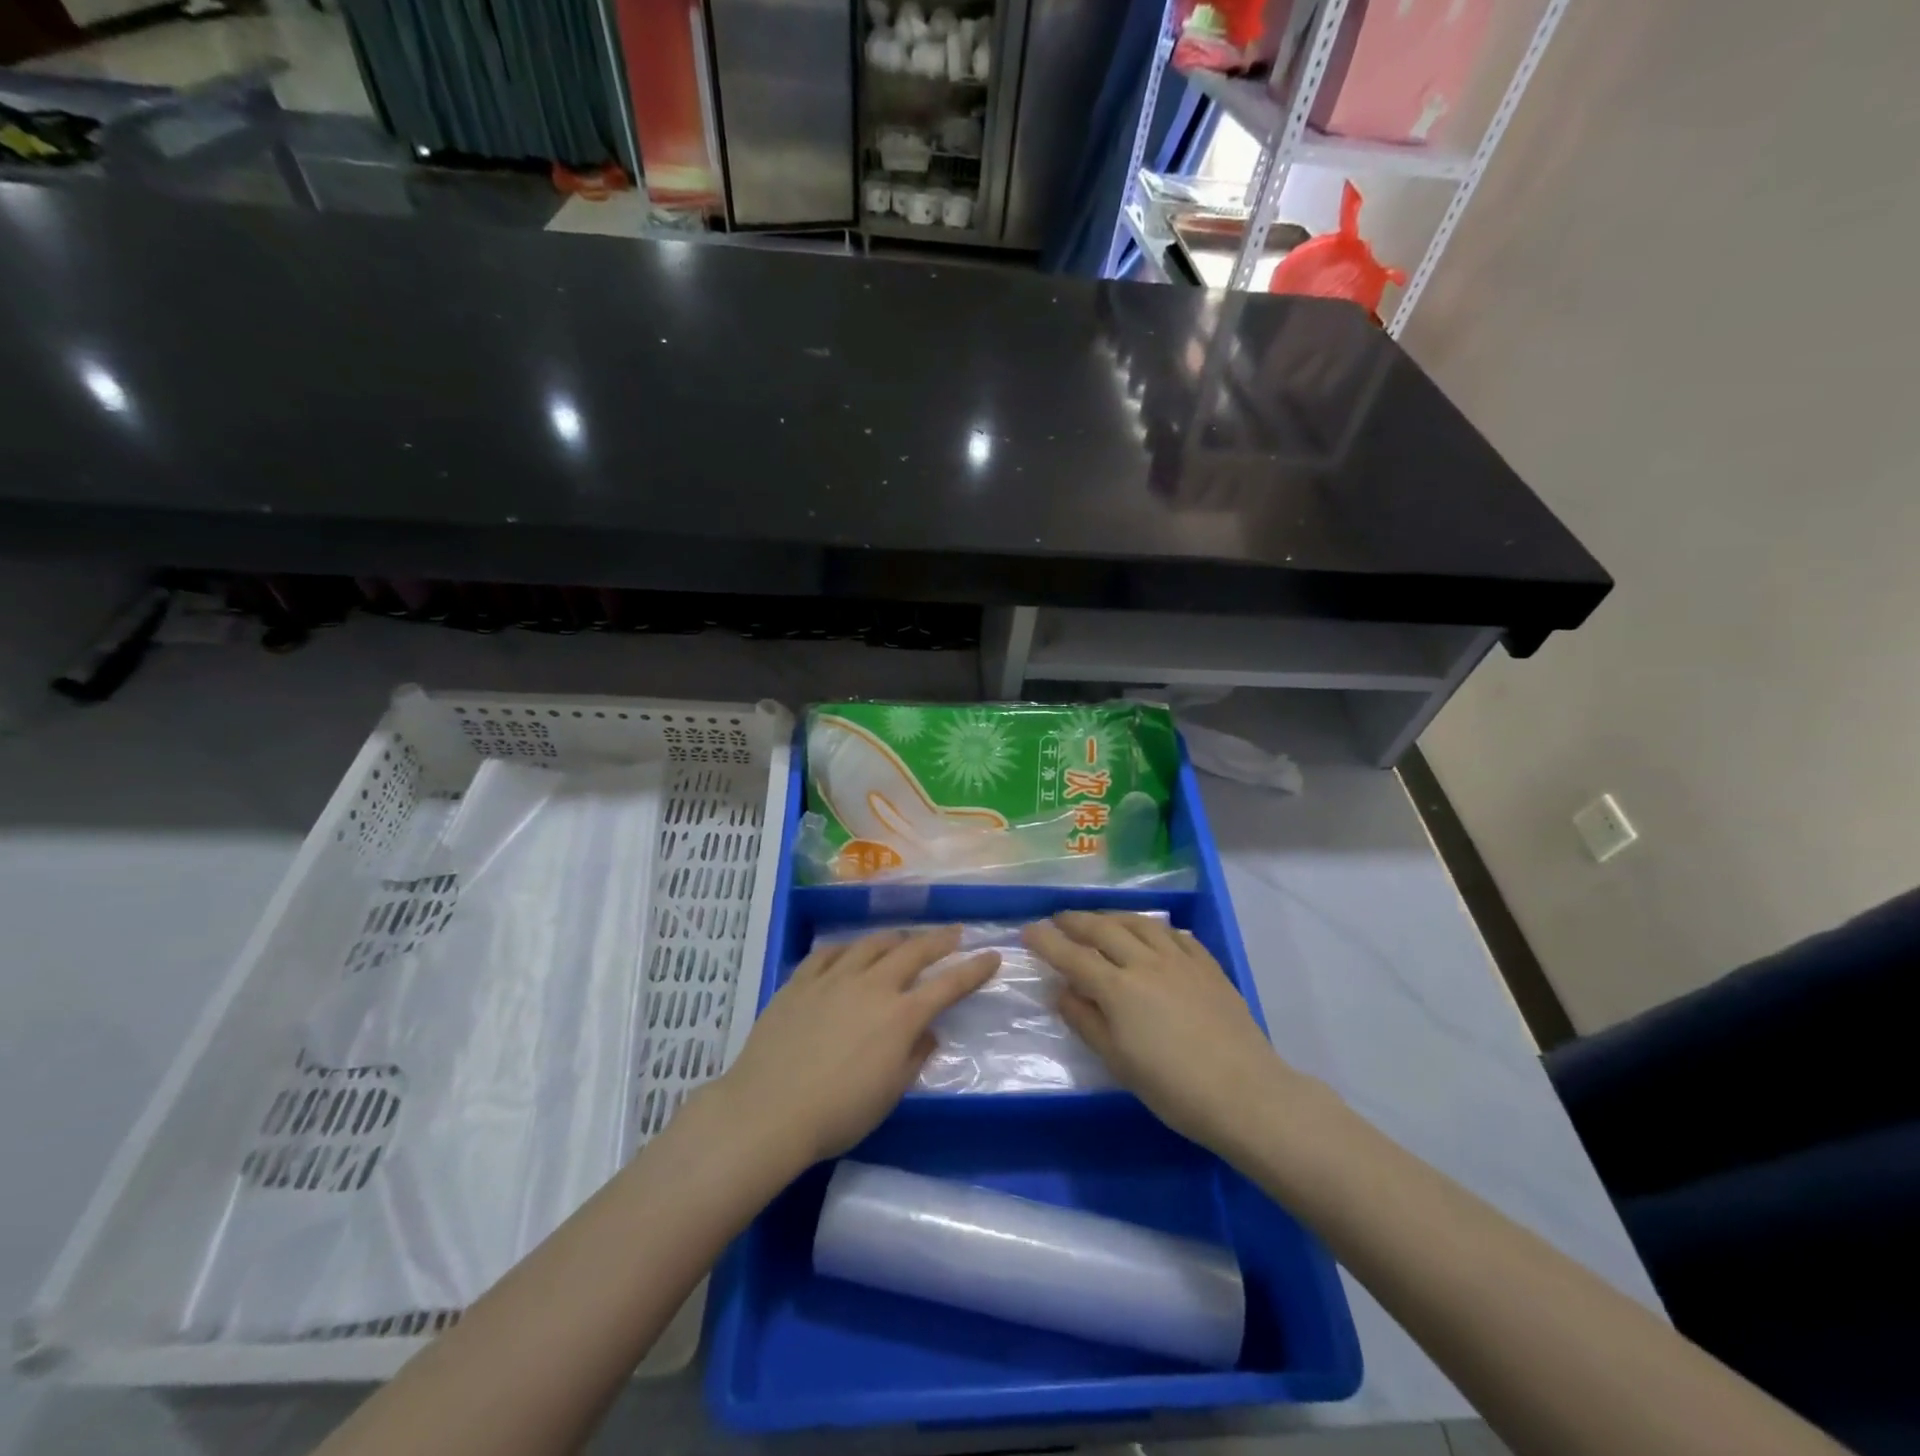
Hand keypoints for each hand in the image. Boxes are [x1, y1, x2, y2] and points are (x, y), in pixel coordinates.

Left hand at [707, 927, 998, 1170]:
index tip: (992, 956)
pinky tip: (849, 951)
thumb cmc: (837, 1114)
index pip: (948, 985)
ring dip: (894, 938)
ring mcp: (834, 978)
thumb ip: (914, 1057)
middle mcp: (872, 986)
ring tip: (903, 938)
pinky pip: (829, 952)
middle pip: (913, 951)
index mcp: (900, 1016)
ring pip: (871, 944)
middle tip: (955, 933)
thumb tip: (928, 1032)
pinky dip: (846, 948)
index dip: (974, 969)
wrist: (768, 1110)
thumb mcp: (889, 1094)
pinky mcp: (801, 980)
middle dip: (940, 940)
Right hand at [1024, 911, 1299, 1156]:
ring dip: (1114, 917)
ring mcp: (1181, 960)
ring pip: (1141, 923)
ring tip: (1101, 919)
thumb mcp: (1118, 1063)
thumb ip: (1086, 1022)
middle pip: (1104, 930)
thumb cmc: (1174, 1089)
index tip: (1028, 931)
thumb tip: (1061, 991)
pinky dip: (1156, 929)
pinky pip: (1176, 935)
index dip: (1047, 942)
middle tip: (1059, 919)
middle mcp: (1146, 963)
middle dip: (1076, 921)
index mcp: (1119, 989)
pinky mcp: (1208, 966)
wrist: (1246, 1094)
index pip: (1073, 956)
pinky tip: (1154, 933)